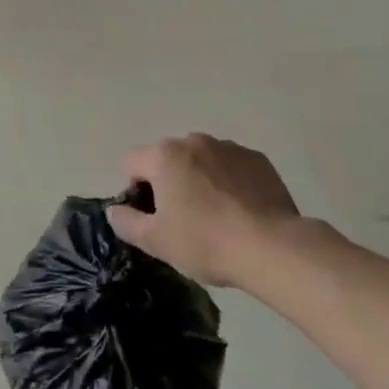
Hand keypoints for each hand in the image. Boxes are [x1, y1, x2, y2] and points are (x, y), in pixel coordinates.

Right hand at [108, 134, 337, 292]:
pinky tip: (240, 210)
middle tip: (182, 218)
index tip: (152, 217)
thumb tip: (115, 210)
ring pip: (201, 159)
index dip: (135, 189)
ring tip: (216, 215)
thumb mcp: (155, 241)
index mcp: (163, 156)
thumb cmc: (205, 241)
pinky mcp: (258, 159)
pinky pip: (231, 166)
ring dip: (199, 178)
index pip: (131, 162)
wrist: (273, 247)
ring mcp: (229, 147)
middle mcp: (194, 141)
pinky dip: (229, 181)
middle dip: (169, 181)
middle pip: (167, 158)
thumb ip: (126, 222)